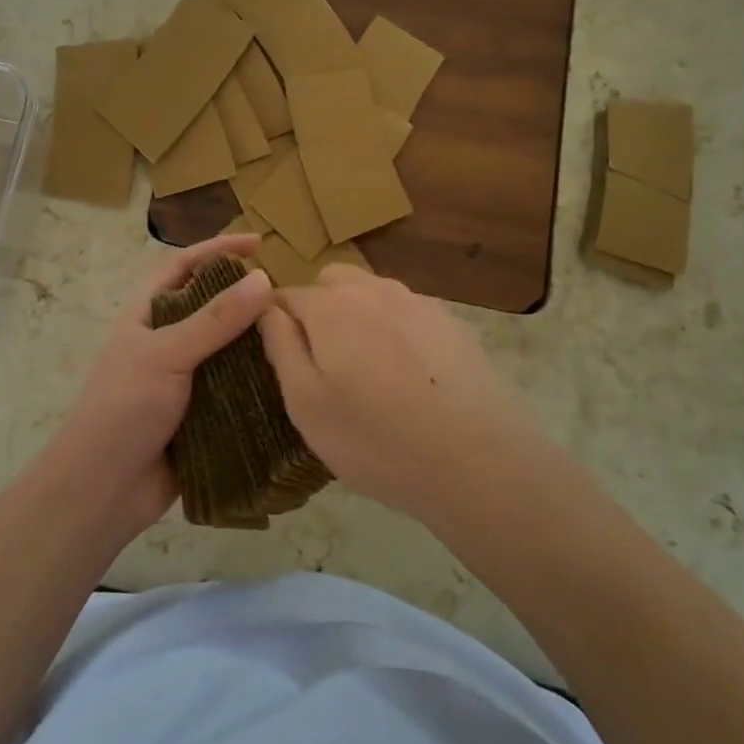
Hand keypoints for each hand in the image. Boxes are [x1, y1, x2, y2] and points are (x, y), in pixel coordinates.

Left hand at [35, 234, 272, 541]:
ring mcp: (184, 379)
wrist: (103, 488)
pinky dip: (259, 385)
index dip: (217, 249)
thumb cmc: (124, 407)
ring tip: (298, 335)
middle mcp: (167, 341)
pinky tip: (291, 381)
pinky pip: (236, 391)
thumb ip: (215, 319)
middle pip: (212, 306)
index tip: (258, 243)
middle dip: (246, 298)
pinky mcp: (202, 414)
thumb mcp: (167, 353)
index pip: (183, 266)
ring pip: (228, 350)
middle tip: (289, 296)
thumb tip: (263, 278)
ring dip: (257, 343)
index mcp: (147, 315)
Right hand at [258, 266, 536, 523]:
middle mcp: (373, 290)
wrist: (478, 461)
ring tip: (369, 372)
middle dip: (319, 309)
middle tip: (325, 363)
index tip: (280, 355)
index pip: (285, 295)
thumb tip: (266, 310)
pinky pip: (408, 313)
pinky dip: (397, 331)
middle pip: (331, 282)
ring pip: (372, 293)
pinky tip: (411, 377)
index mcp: (330, 307)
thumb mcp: (306, 404)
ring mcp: (418, 303)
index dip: (275, 321)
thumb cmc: (376, 439)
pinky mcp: (452, 323)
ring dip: (359, 317)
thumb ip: (281, 348)